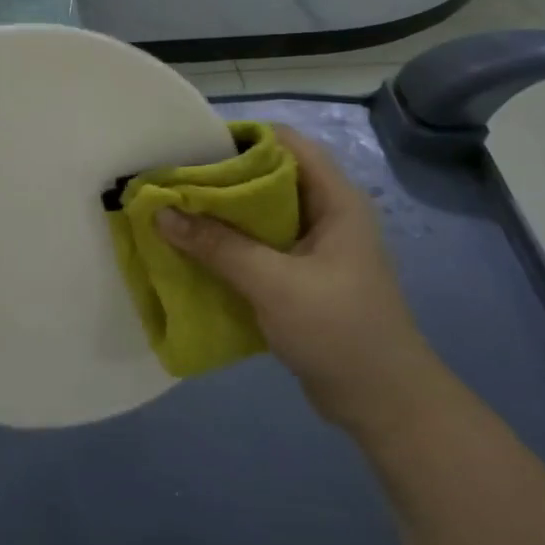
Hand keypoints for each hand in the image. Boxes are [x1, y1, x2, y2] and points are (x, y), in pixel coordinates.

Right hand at [155, 125, 439, 434]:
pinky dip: (226, 245)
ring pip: (258, 214)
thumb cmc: (340, 331)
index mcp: (335, 200)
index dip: (240, 138)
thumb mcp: (274, 284)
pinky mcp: (299, 277)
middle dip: (219, 177)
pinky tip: (193, 251)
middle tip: (171, 182)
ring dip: (218, 214)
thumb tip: (160, 213)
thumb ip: (218, 245)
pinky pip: (256, 247)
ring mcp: (313, 248)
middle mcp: (324, 215)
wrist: (385, 406)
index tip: (192, 147)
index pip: (285, 142)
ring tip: (172, 213)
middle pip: (267, 176)